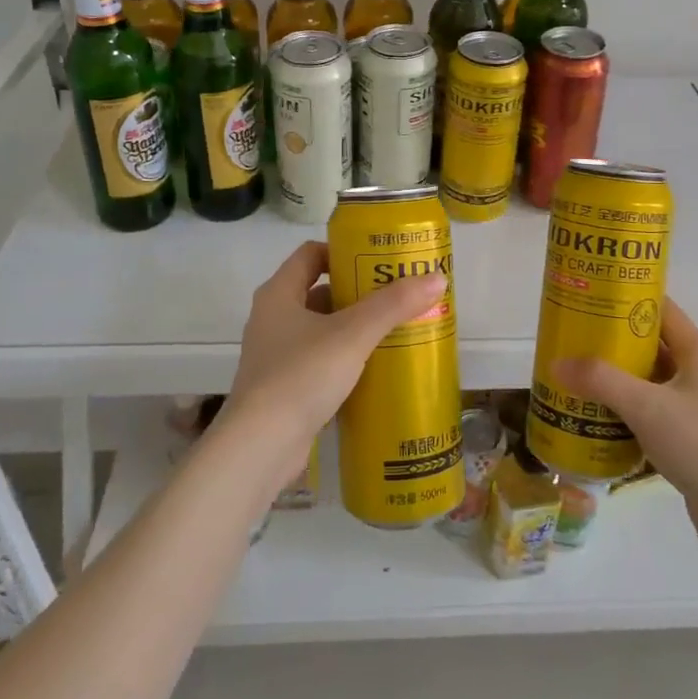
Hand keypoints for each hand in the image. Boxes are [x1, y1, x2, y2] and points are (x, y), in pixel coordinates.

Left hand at [222, 240, 447, 469]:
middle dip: (357, 292)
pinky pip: (319, 361)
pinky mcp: (283, 387)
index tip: (378, 260)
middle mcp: (272, 318)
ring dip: (353, 328)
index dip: (343, 251)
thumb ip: (393, 305)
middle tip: (396, 295)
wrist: (261, 447)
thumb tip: (436, 278)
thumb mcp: (353, 334)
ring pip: (321, 329)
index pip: (310, 254)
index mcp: (278, 294)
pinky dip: (344, 359)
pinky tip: (374, 369)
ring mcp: (275, 355)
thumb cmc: (302, 375)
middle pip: (319, 291)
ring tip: (393, 330)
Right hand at [554, 297, 697, 539]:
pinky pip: (650, 408)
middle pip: (650, 343)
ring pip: (648, 378)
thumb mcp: (646, 407)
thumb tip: (556, 363)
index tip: (590, 298)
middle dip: (612, 340)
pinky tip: (598, 414)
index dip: (626, 298)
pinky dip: (625, 407)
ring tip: (578, 374)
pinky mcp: (688, 433)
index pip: (660, 308)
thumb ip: (601, 381)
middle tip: (574, 338)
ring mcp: (694, 404)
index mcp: (696, 352)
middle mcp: (697, 372)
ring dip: (616, 376)